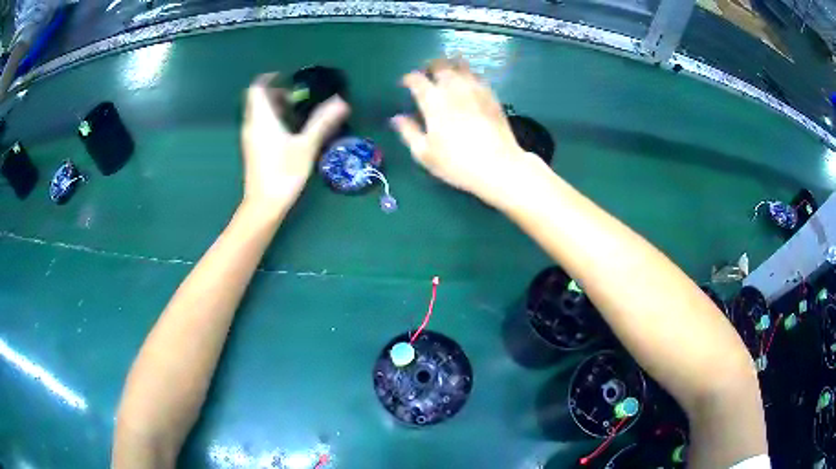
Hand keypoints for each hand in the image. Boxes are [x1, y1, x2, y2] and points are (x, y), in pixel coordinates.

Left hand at [241, 72, 349, 212]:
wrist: (264, 204)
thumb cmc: (284, 173)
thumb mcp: (306, 146)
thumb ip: (323, 121)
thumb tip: (341, 102)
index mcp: (262, 118)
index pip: (257, 88)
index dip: (269, 78)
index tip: (288, 78)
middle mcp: (252, 124)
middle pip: (257, 98)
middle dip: (274, 92)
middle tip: (296, 96)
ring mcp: (250, 138)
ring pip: (257, 112)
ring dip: (273, 106)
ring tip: (295, 112)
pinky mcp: (252, 149)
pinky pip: (258, 124)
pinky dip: (270, 119)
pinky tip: (287, 131)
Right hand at [391, 60, 542, 204]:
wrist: (498, 166)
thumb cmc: (457, 162)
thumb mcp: (425, 153)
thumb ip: (408, 132)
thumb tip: (396, 118)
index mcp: (433, 100)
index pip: (416, 78)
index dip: (408, 79)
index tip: (405, 85)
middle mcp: (453, 87)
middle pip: (439, 64)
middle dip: (429, 67)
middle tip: (426, 76)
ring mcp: (475, 88)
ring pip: (460, 65)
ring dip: (450, 66)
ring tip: (446, 76)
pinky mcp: (491, 95)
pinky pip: (476, 75)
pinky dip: (467, 75)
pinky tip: (466, 85)